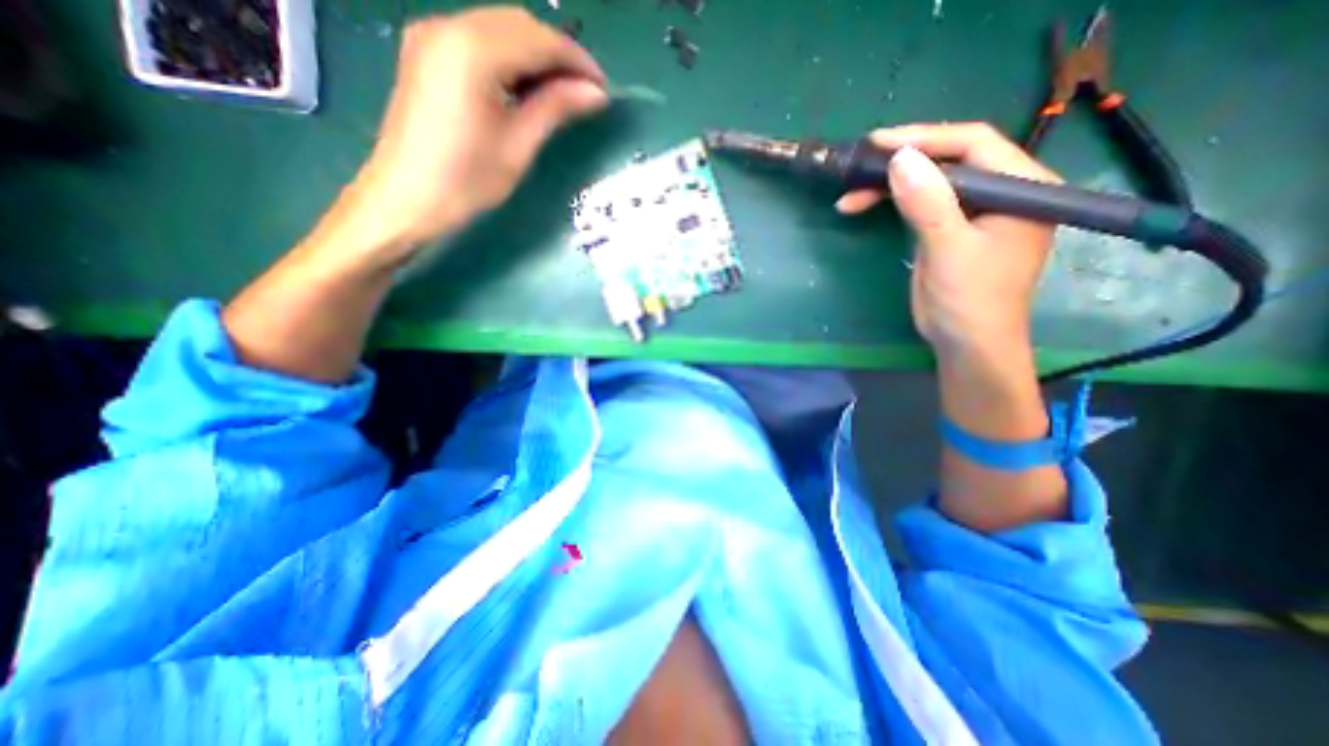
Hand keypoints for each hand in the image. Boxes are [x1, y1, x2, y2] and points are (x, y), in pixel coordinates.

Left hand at [340, 5, 610, 258]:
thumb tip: (597, 93)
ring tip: (564, 94)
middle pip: (520, 24)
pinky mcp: (427, 52)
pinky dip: (511, 57)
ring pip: (501, 28)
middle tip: (587, 93)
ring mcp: (433, 35)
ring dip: (537, 55)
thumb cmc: (466, 180)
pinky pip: (481, 40)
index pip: (539, 40)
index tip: (603, 89)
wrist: (406, 198)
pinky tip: (528, 88)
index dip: (577, 61)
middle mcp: (449, 26)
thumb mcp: (518, 146)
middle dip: (559, 54)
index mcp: (472, 50)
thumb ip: (556, 109)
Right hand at [835, 123, 1064, 362]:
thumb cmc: (970, 299)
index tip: (879, 142)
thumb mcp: (949, 249)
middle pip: (949, 160)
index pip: (974, 144)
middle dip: (901, 163)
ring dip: (889, 186)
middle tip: (858, 168)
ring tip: (851, 195)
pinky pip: (920, 204)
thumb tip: (900, 158)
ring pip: (930, 182)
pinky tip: (865, 206)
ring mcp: (974, 211)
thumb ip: (928, 203)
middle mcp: (1002, 191)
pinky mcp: (950, 229)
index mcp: (1022, 186)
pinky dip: (891, 204)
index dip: (925, 138)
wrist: (966, 344)